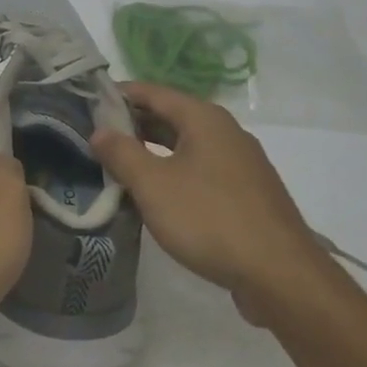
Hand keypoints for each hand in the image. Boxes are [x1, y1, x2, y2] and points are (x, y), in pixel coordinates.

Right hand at [91, 82, 334, 323]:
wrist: (280, 275)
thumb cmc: (210, 219)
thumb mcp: (153, 185)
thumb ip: (121, 153)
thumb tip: (99, 130)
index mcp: (204, 118)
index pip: (152, 92)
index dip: (118, 95)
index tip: (86, 105)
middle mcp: (225, 131)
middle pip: (170, 116)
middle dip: (132, 124)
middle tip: (94, 137)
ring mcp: (240, 163)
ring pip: (185, 145)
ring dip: (151, 150)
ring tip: (117, 165)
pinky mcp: (246, 192)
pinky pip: (200, 169)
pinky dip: (173, 171)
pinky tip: (156, 194)